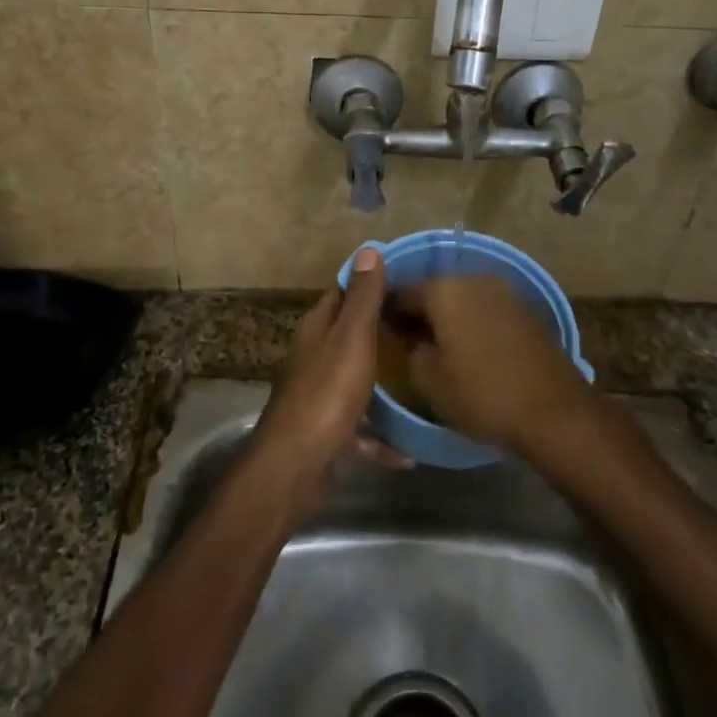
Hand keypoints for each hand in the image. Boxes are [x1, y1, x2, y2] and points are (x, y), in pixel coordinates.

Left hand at [247, 248, 398, 515]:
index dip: (369, 282)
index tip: (406, 279)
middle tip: (421, 325)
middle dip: (379, 328)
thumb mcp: (351, 339)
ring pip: (353, 379)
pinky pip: (359, 429)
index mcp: (316, 329)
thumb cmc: (327, 394)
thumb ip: (362, 299)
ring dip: (380, 382)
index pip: (342, 292)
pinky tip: (407, 452)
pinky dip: (379, 437)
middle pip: (347, 334)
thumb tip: (368, 249)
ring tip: (418, 380)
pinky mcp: (325, 432)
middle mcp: (313, 357)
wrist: (295, 467)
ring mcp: (317, 395)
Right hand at [388, 276, 590, 453]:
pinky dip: (474, 324)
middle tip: (406, 338)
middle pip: (435, 291)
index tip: (378, 330)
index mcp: (444, 290)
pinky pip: (487, 312)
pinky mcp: (527, 312)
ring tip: (438, 346)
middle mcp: (474, 280)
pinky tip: (470, 349)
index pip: (402, 292)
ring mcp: (505, 293)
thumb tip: (415, 340)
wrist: (554, 412)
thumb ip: (412, 351)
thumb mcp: (428, 380)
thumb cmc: (482, 394)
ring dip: (449, 317)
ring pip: (463, 300)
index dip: (386, 311)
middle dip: (420, 312)